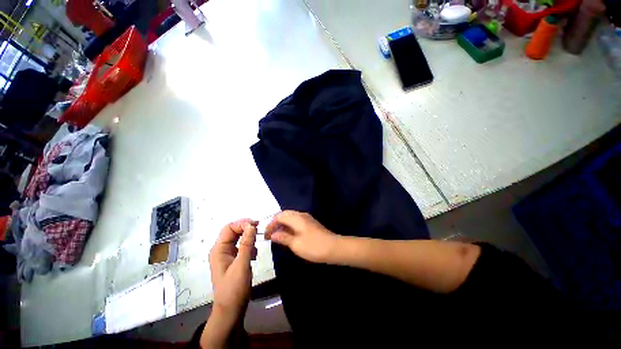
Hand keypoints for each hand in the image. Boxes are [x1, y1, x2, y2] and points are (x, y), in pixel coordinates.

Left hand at [209, 219, 257, 318]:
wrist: (231, 310)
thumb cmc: (234, 288)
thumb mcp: (242, 264)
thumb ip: (247, 244)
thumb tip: (251, 226)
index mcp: (219, 250)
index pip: (229, 228)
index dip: (242, 224)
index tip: (256, 225)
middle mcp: (221, 250)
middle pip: (233, 231)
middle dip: (246, 229)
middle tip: (259, 230)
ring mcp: (227, 255)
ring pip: (238, 238)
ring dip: (249, 238)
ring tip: (257, 245)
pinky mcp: (233, 260)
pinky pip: (242, 246)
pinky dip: (249, 246)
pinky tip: (254, 255)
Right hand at [265, 210, 338, 263]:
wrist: (333, 247)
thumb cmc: (313, 246)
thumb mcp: (296, 244)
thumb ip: (283, 237)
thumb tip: (273, 234)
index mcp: (296, 218)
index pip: (279, 216)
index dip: (270, 224)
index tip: (265, 235)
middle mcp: (301, 215)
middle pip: (285, 214)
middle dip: (276, 223)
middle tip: (270, 235)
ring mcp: (307, 218)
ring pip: (290, 217)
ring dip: (282, 224)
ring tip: (277, 236)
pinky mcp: (310, 223)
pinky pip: (296, 221)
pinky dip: (289, 226)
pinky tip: (288, 235)